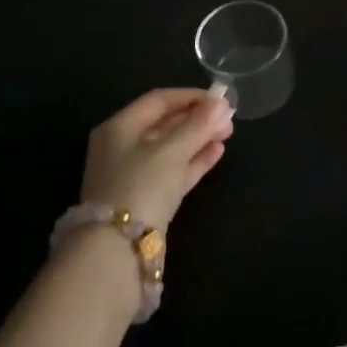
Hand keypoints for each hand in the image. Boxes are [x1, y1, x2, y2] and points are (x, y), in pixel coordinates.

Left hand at [81, 88, 234, 231]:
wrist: (118, 250)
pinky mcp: (147, 198)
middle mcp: (123, 147)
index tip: (220, 98)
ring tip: (228, 134)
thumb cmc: (141, 186)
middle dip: (198, 119)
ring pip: (171, 149)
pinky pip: (173, 171)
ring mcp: (134, 175)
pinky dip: (194, 161)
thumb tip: (222, 104)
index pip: (158, 100)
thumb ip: (198, 126)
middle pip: (165, 124)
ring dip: (199, 139)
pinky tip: (217, 152)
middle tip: (228, 118)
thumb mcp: (171, 152)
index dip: (190, 96)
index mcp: (119, 128)